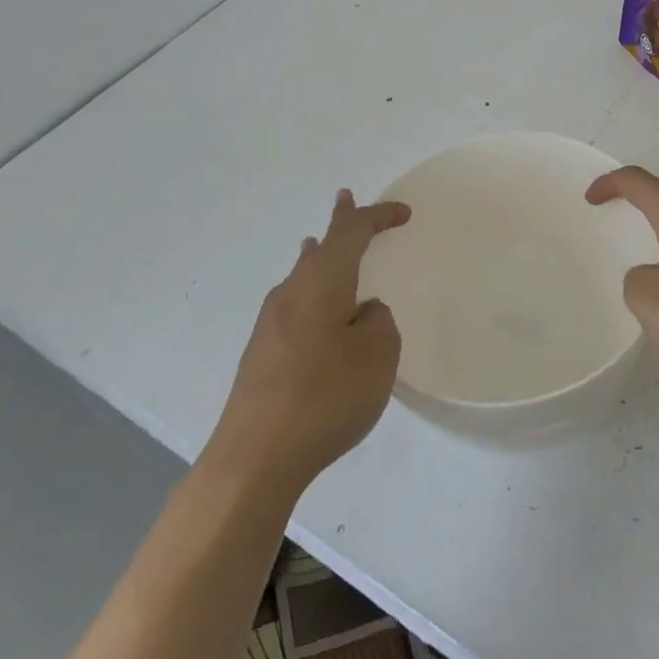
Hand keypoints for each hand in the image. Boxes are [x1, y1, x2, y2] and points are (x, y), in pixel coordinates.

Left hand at [200, 190, 409, 494]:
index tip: (404, 213)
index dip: (378, 217)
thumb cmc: (325, 397)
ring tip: (324, 245)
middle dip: (339, 225)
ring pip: (303, 275)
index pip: (351, 233)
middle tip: (345, 200)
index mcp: (322, 282)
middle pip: (320, 247)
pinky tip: (314, 308)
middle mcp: (291, 292)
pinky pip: (295, 304)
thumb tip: (361, 313)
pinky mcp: (262, 354)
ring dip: (321, 258)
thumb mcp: (377, 356)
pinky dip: (313, 291)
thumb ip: (378, 323)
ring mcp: (270, 323)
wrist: (254, 458)